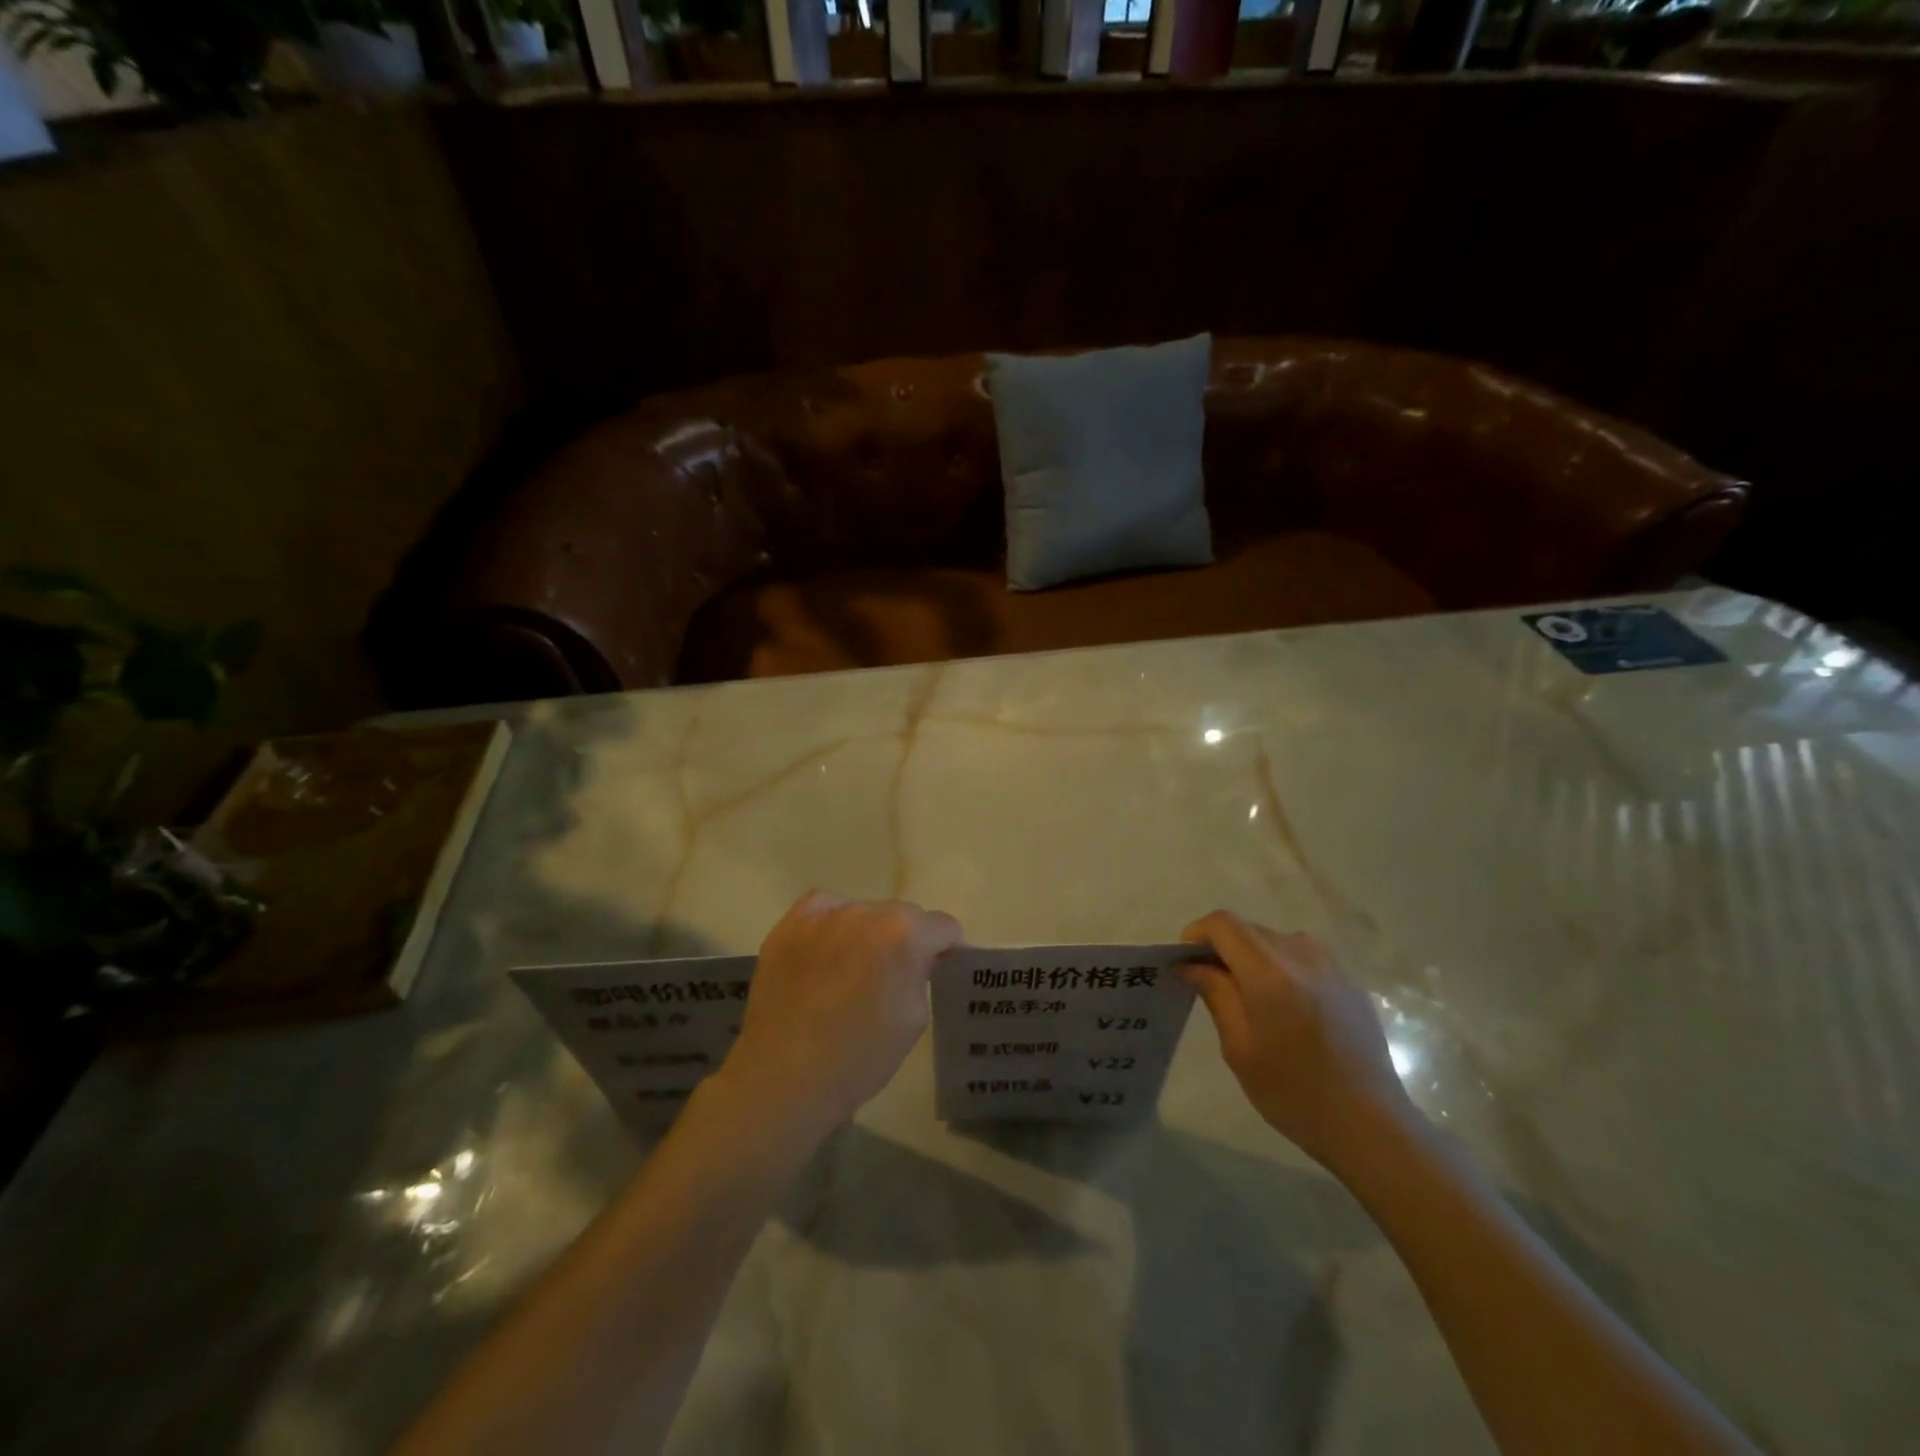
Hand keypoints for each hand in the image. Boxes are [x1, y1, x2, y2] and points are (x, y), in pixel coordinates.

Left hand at [720, 891, 963, 1136]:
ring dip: (868, 932)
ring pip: (863, 911)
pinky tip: (826, 953)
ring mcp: (824, 914)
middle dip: (906, 938)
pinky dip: (833, 925)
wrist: (783, 1078)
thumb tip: (918, 959)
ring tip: (853, 968)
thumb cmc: (858, 1057)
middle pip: (903, 914)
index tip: (939, 970)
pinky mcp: (790, 924)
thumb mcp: (914, 1018)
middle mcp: (866, 911)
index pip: (943, 926)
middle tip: (893, 975)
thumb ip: (922, 974)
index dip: (947, 949)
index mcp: (904, 934)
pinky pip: (825, 909)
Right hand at [1179, 911, 1419, 1175]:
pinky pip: (1303, 957)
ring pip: (1275, 941)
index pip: (1223, 923)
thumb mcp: (1239, 1047)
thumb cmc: (1294, 1092)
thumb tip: (1189, 964)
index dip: (1197, 934)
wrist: (1371, 1126)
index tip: (1185, 963)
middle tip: (1209, 986)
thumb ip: (1215, 993)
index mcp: (1270, 972)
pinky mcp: (1349, 982)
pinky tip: (1286, 1011)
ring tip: (1249, 1000)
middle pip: (1249, 929)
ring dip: (1252, 957)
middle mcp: (1302, 955)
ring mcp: (1331, 966)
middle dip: (1222, 948)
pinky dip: (1281, 968)